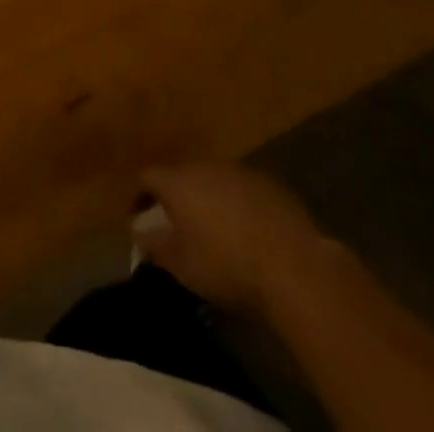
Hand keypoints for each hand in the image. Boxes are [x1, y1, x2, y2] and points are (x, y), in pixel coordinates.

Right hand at [135, 162, 329, 313]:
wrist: (294, 267)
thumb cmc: (227, 267)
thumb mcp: (183, 267)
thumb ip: (156, 246)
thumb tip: (140, 233)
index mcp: (178, 181)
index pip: (148, 176)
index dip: (140, 195)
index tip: (140, 217)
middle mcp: (205, 166)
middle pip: (181, 173)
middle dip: (176, 195)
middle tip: (178, 222)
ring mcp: (239, 170)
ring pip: (213, 178)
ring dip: (207, 197)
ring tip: (213, 227)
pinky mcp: (268, 182)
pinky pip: (241, 188)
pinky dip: (236, 203)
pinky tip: (246, 230)